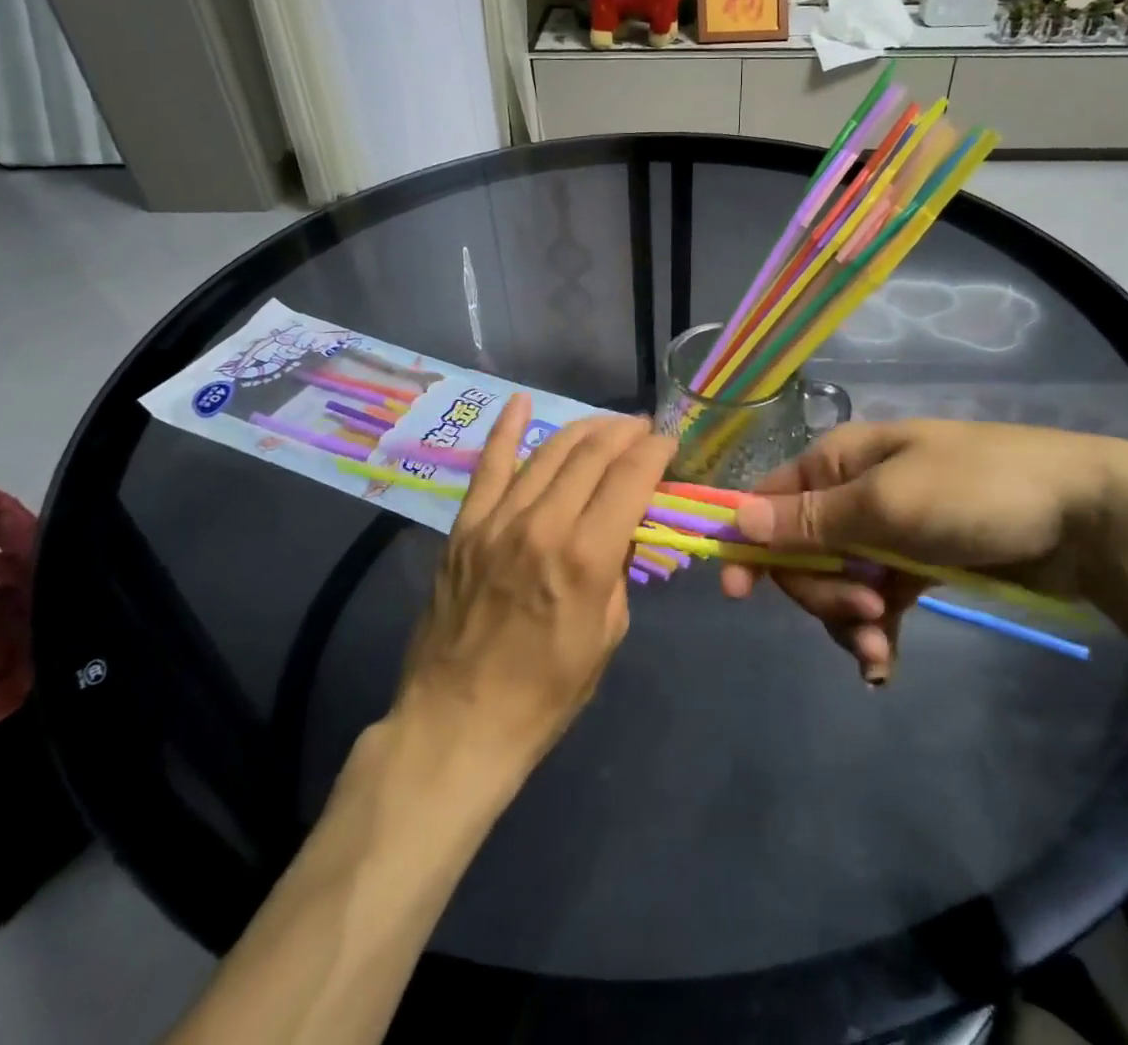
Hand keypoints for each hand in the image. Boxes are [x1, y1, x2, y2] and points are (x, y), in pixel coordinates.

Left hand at [394, 395, 674, 769]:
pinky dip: (506, 430)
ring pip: (547, 452)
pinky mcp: (464, 527)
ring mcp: (496, 521)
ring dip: (583, 430)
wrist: (458, 724)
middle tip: (642, 431)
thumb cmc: (546, 693)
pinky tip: (521, 403)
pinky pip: (488, 467)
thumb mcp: (608, 634)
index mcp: (586, 556)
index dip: (655, 452)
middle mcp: (542, 524)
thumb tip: (622, 528)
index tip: (669, 443)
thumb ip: (618, 570)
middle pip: (591, 454)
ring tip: (605, 426)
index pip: (630, 477)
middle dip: (624, 433)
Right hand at [722, 420, 1127, 682]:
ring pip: (837, 583)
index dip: (751, 546)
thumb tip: (736, 520)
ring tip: (879, 645)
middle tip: (866, 611)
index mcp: (836, 463)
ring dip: (848, 619)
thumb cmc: (976, 492)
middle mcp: (852, 494)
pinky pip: (874, 601)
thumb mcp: (888, 504)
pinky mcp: (917, 565)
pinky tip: (883, 664)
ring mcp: (886, 532)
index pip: (770, 504)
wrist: (1083, 515)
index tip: (739, 594)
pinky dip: (874, 631)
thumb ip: (811, 520)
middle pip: (802, 552)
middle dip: (821, 591)